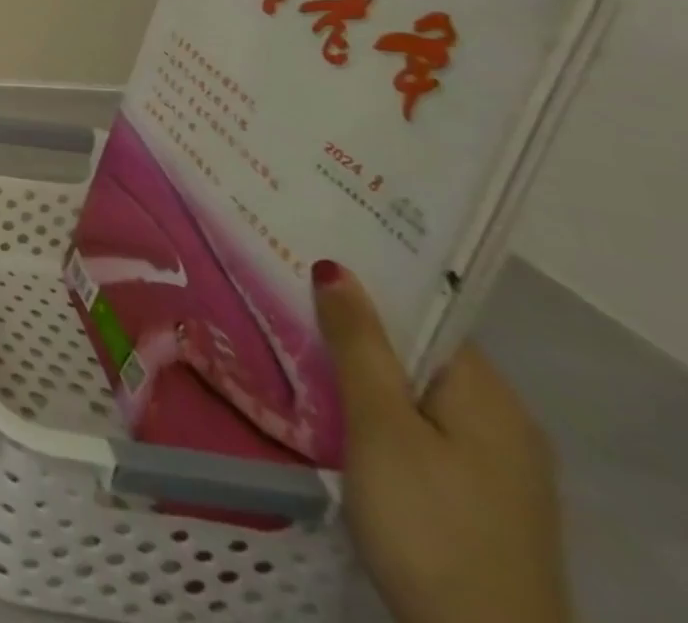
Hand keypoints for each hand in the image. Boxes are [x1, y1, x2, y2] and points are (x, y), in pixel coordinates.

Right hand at [313, 260, 569, 622]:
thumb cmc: (428, 521)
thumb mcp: (381, 425)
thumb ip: (358, 344)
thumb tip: (336, 268)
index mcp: (489, 397)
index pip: (425, 315)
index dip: (368, 284)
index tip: (304, 257)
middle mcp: (499, 422)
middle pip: (414, 352)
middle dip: (350, 324)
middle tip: (279, 292)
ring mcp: (488, 465)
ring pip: (408, 390)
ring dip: (354, 366)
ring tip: (285, 336)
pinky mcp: (466, 495)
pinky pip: (412, 425)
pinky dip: (367, 405)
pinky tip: (323, 402)